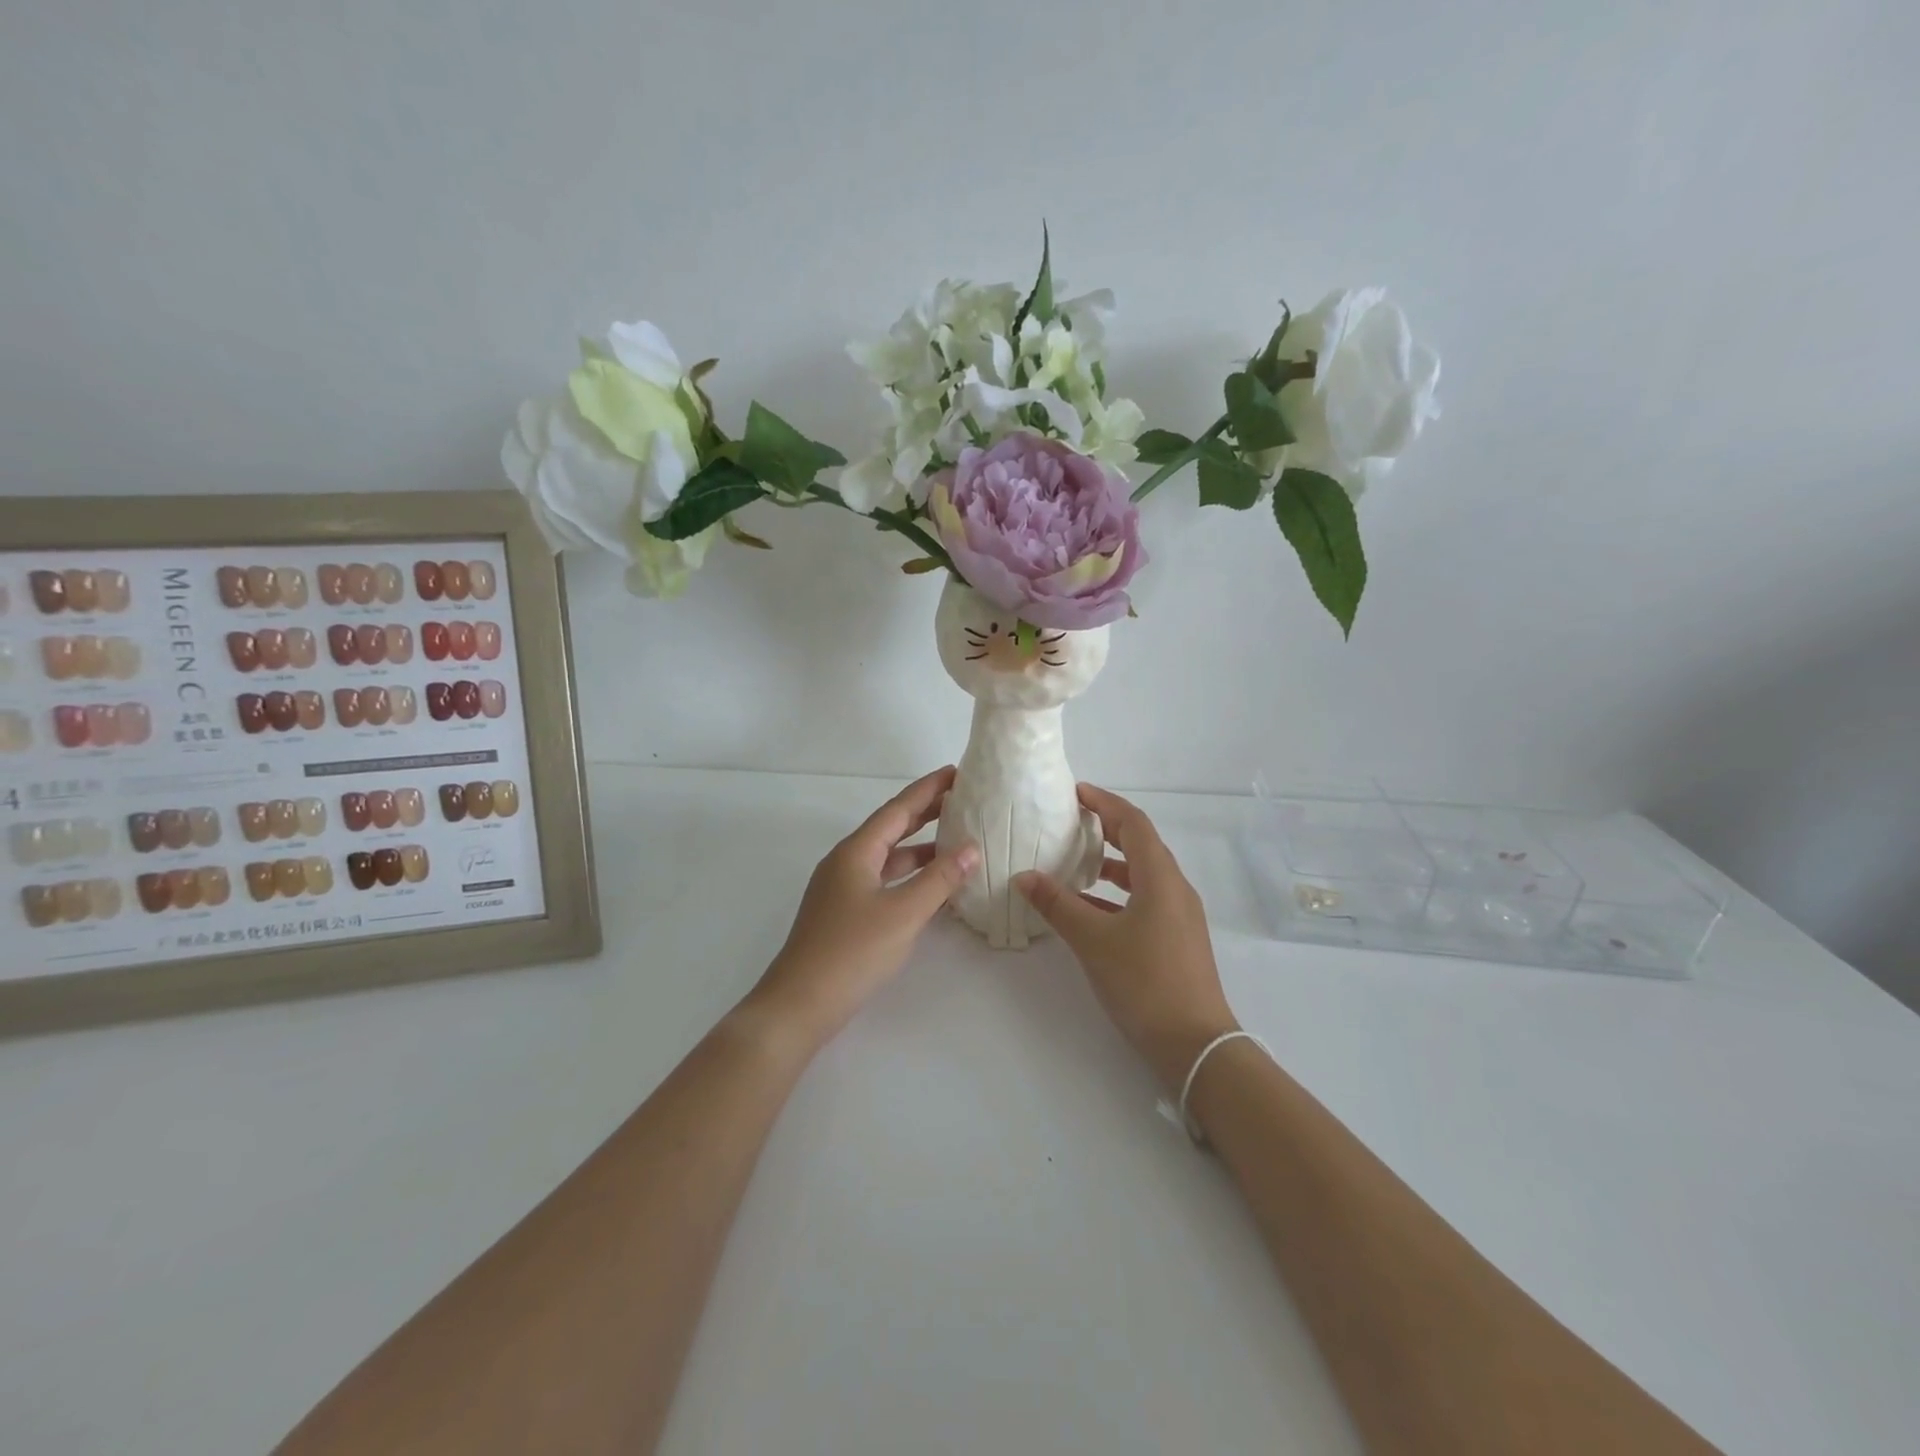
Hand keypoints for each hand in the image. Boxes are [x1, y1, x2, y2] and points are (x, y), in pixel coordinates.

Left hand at [746, 766, 978, 1049]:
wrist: (799, 1003)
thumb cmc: (852, 952)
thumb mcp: (903, 913)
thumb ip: (940, 879)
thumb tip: (971, 847)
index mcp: (856, 852)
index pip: (898, 809)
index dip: (928, 789)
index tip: (956, 772)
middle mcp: (847, 862)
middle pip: (891, 828)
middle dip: (925, 812)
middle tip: (962, 799)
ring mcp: (843, 888)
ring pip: (888, 857)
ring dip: (921, 847)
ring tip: (957, 840)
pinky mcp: (846, 913)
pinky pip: (884, 880)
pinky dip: (910, 876)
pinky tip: (932, 885)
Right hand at [1015, 784, 1237, 1091]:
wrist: (1194, 1043)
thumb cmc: (1145, 982)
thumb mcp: (1093, 940)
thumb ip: (1058, 905)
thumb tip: (1024, 877)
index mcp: (1161, 878)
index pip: (1133, 823)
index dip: (1105, 803)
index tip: (1075, 793)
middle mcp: (1175, 888)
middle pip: (1141, 844)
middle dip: (1107, 828)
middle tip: (1071, 821)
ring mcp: (1179, 915)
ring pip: (1143, 874)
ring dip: (1111, 863)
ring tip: (1075, 862)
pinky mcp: (1176, 938)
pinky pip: (1144, 899)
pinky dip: (1116, 894)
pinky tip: (1087, 909)